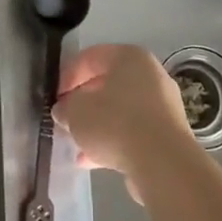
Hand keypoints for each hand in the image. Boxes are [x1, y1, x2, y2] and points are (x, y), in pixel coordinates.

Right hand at [55, 44, 195, 179]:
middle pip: (108, 84)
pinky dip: (113, 141)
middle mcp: (151, 75)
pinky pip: (133, 132)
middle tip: (65, 118)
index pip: (90, 57)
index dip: (67, 75)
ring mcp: (163, 105)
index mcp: (130, 58)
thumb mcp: (76, 112)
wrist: (163, 163)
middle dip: (83, 102)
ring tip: (76, 141)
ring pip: (120, 110)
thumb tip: (64, 110)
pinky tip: (91, 160)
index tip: (54, 97)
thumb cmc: (115, 123)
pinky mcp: (167, 134)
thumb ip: (65, 107)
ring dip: (97, 124)